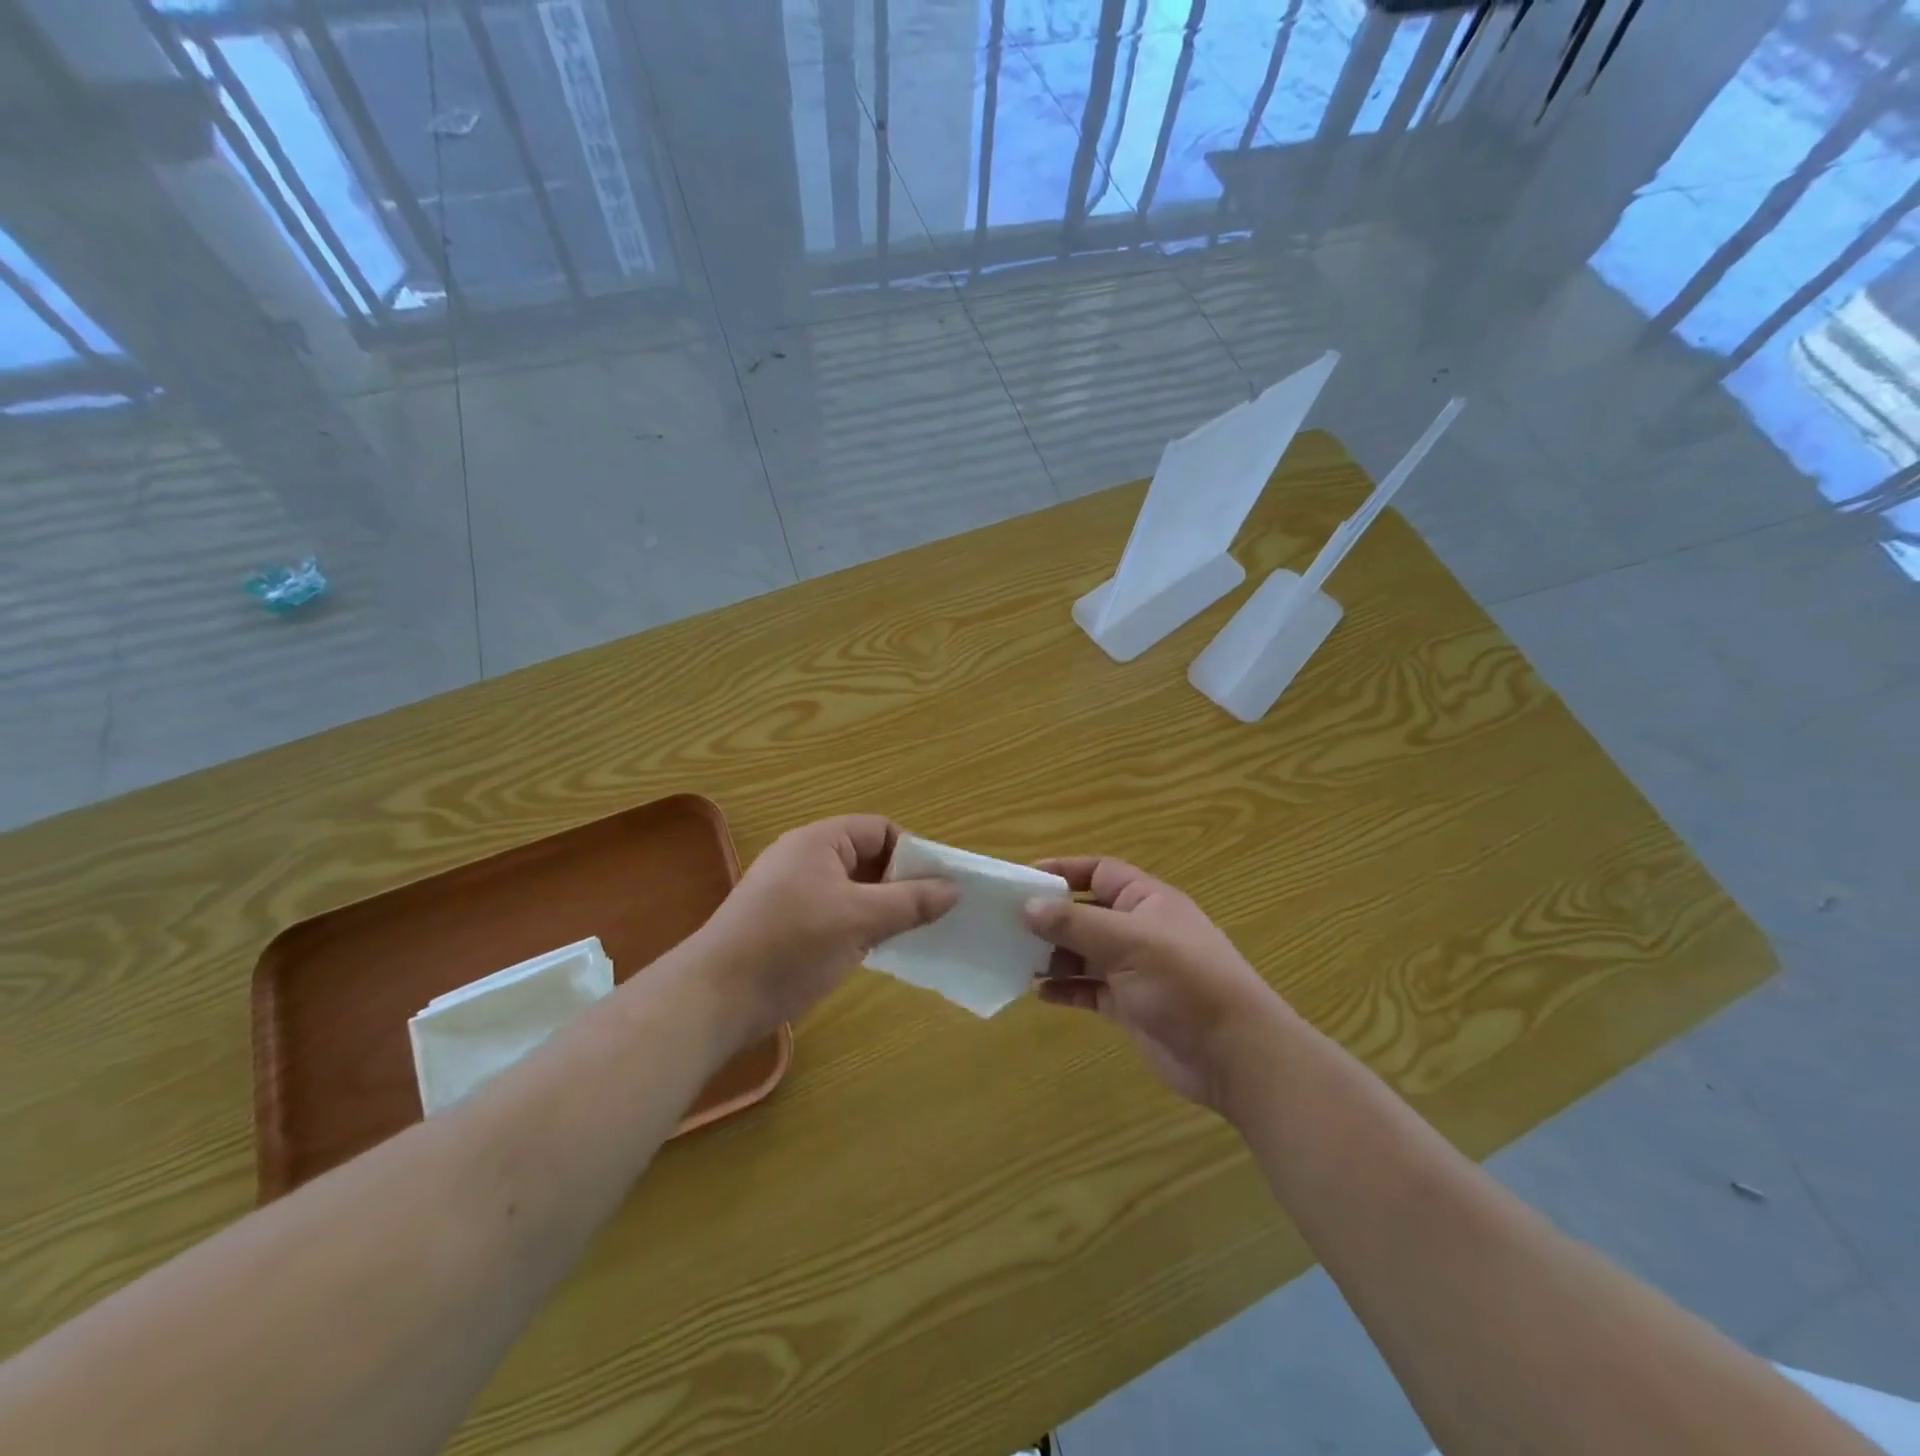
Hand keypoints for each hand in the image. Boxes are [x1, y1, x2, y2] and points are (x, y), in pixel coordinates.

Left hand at [699, 815, 958, 1037]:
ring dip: (882, 909)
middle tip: (930, 915)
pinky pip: (836, 914)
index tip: (937, 888)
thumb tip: (955, 888)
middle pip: (867, 858)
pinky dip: (859, 927)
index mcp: (819, 841)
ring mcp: (793, 894)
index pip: (880, 830)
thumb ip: (910, 902)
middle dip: (900, 883)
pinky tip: (876, 951)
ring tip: (911, 935)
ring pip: (853, 890)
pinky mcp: (787, 926)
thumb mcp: (860, 920)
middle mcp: (805, 859)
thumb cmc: (791, 945)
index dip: (911, 853)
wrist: (714, 999)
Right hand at [1024, 857, 1289, 1109]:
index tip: (1023, 879)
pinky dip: (1065, 989)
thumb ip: (1075, 923)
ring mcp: (1134, 970)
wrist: (1234, 1055)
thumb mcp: (1128, 942)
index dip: (1063, 870)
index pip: (1099, 872)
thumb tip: (1027, 906)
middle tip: (1007, 925)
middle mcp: (1139, 930)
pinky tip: (1039, 993)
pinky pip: (1089, 989)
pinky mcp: (1130, 1007)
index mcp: (1147, 901)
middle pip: (1086, 913)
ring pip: (1084, 953)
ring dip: (1053, 956)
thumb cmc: (1184, 981)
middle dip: (1051, 918)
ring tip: (1016, 960)